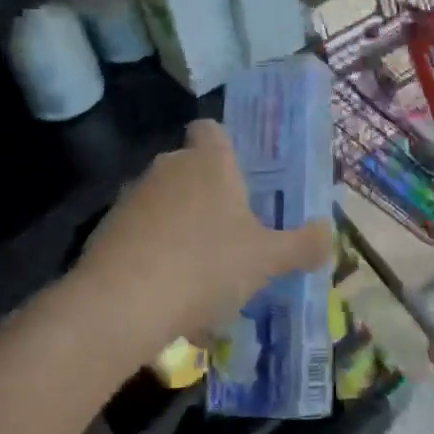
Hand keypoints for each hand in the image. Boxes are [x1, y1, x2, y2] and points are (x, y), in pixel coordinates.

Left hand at [71, 120, 333, 363]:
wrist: (121, 304)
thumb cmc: (206, 266)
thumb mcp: (267, 260)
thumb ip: (302, 245)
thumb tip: (328, 234)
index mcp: (209, 162)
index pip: (211, 129)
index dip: (224, 145)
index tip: (240, 175)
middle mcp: (169, 167)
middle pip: (190, 167)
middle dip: (208, 194)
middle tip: (232, 231)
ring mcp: (133, 197)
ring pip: (164, 202)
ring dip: (180, 225)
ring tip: (201, 271)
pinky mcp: (105, 229)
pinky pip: (140, 232)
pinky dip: (154, 252)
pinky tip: (168, 292)